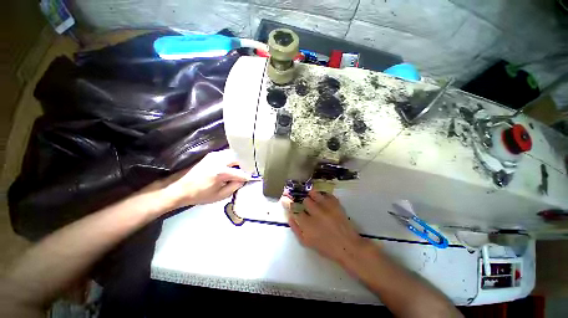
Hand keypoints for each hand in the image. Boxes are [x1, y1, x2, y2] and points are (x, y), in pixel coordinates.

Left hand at [158, 149, 250, 208]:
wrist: (180, 189)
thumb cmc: (200, 195)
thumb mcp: (220, 195)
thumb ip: (235, 186)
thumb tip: (243, 180)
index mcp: (220, 172)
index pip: (240, 173)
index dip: (248, 176)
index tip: (253, 178)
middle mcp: (219, 160)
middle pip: (239, 158)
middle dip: (245, 165)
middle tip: (248, 171)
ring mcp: (214, 155)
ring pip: (233, 154)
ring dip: (239, 160)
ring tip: (242, 168)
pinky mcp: (211, 155)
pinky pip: (227, 154)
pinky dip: (232, 158)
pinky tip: (233, 165)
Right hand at [281, 190, 369, 264]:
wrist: (347, 246)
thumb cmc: (325, 247)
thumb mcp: (306, 242)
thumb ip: (295, 228)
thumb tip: (289, 216)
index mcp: (308, 224)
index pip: (294, 209)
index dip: (289, 203)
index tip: (286, 199)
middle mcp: (316, 213)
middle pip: (305, 200)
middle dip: (304, 202)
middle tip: (307, 205)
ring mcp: (327, 207)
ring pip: (315, 194)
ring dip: (312, 195)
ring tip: (314, 199)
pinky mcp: (336, 204)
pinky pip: (326, 194)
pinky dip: (324, 195)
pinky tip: (324, 200)